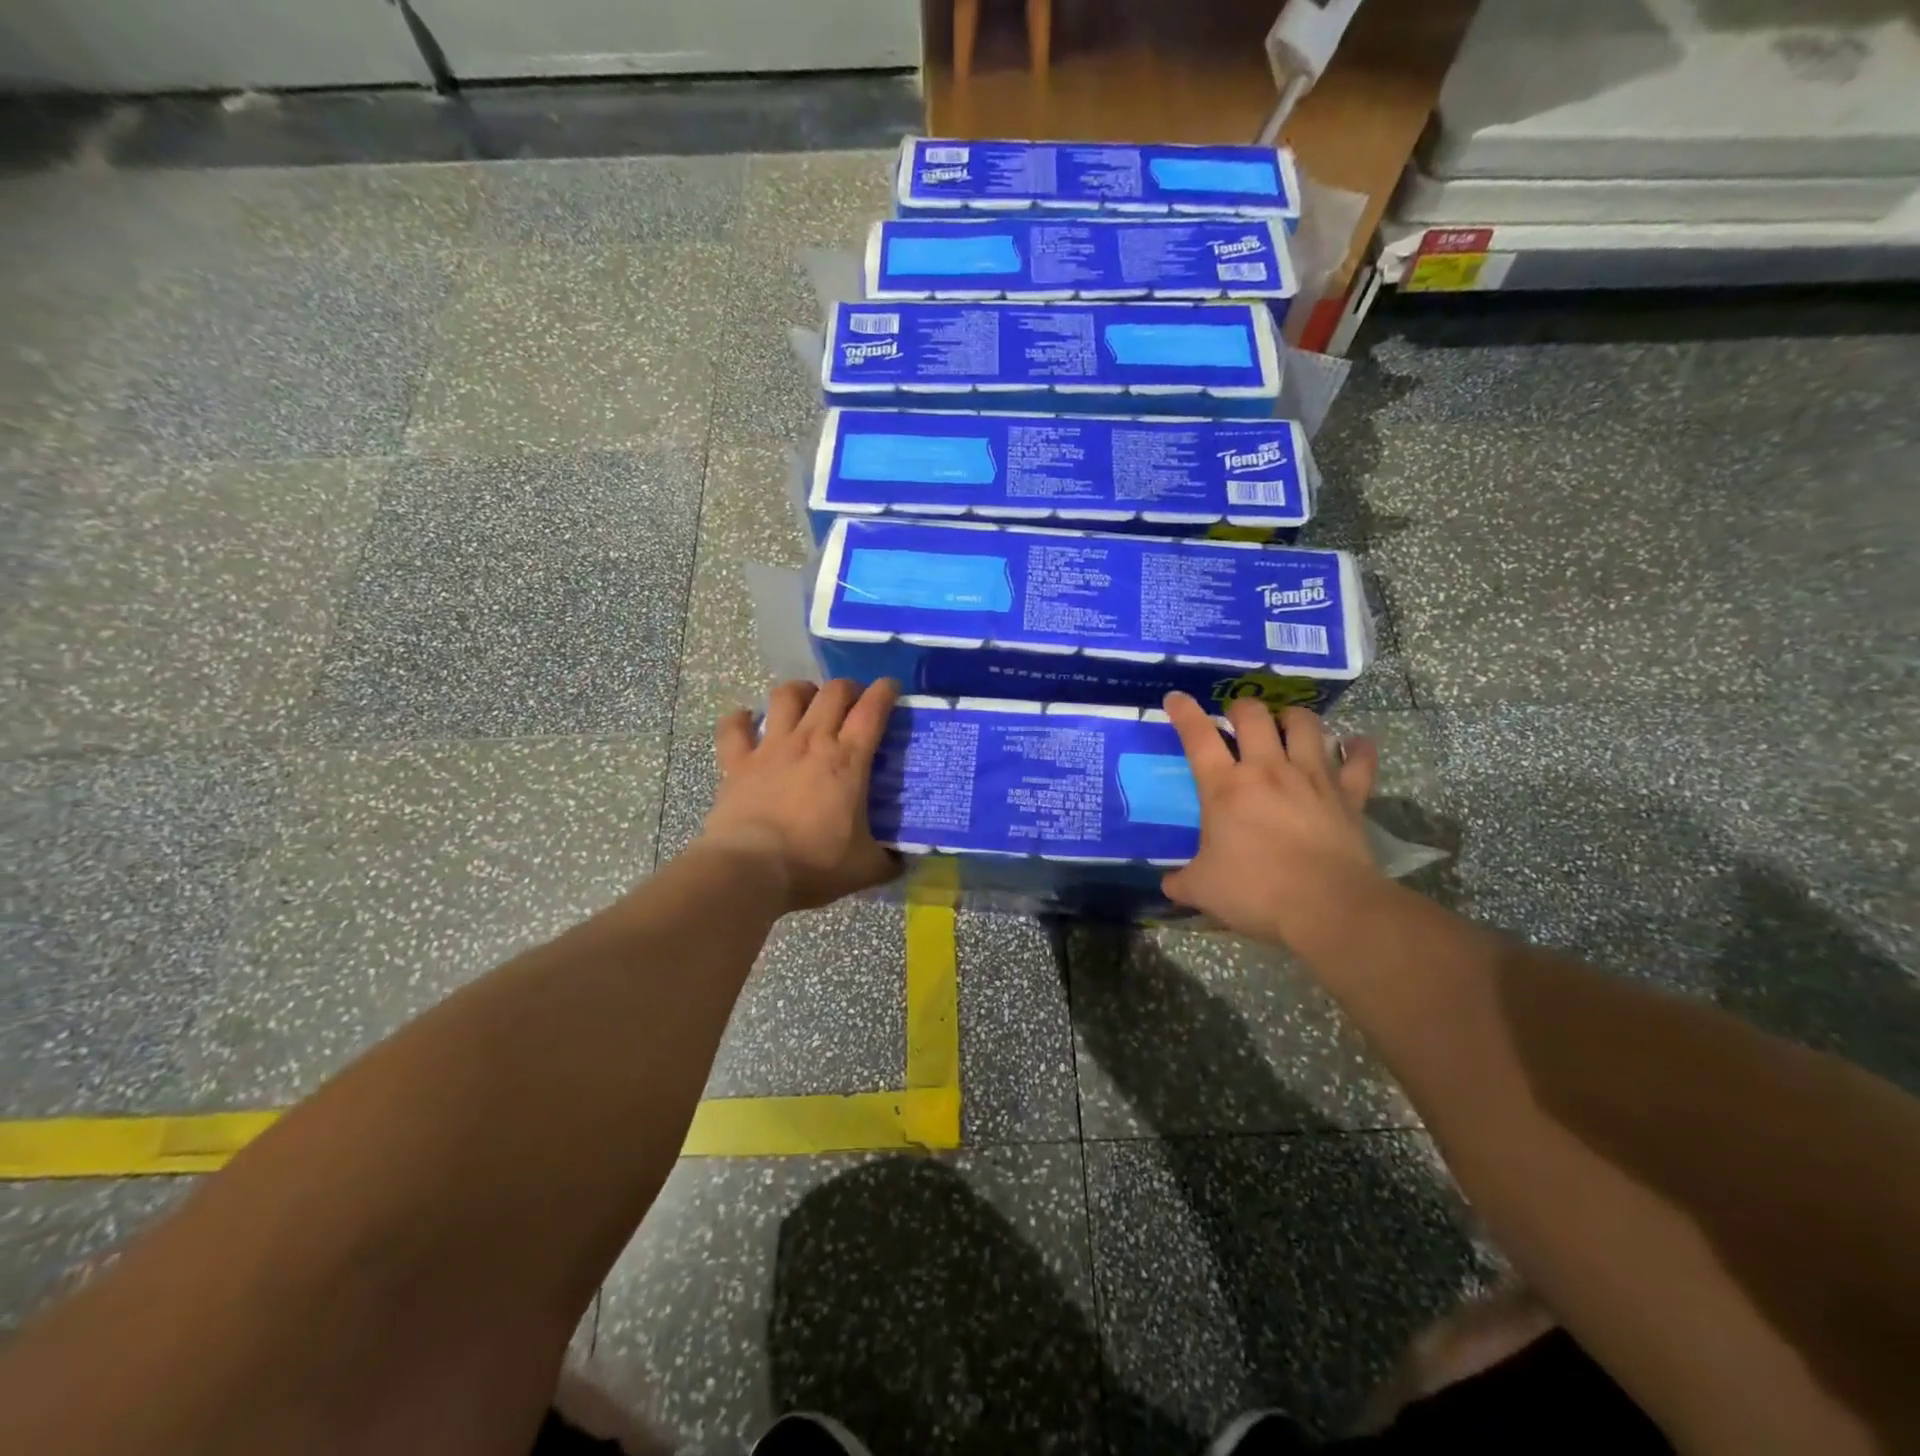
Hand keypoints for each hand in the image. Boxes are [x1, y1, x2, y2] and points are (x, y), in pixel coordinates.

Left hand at [699, 678, 901, 913]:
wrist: (751, 871)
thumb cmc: (814, 865)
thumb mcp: (866, 868)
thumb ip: (889, 860)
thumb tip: (903, 861)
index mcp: (848, 760)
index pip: (872, 709)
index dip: (885, 691)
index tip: (891, 688)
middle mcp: (811, 741)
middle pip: (833, 692)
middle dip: (848, 688)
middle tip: (854, 703)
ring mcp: (771, 748)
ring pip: (786, 695)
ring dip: (801, 691)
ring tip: (807, 701)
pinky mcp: (736, 762)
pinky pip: (734, 727)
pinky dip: (740, 719)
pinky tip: (746, 720)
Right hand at [1160, 693, 1382, 949]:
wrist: (1328, 908)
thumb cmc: (1256, 892)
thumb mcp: (1203, 890)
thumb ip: (1182, 881)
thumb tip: (1169, 883)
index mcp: (1225, 787)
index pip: (1198, 736)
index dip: (1184, 712)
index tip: (1175, 697)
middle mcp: (1267, 769)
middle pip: (1254, 715)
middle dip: (1241, 708)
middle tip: (1237, 718)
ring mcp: (1312, 777)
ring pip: (1305, 724)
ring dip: (1293, 718)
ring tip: (1287, 724)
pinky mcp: (1348, 794)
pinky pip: (1359, 760)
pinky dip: (1358, 749)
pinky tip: (1354, 745)